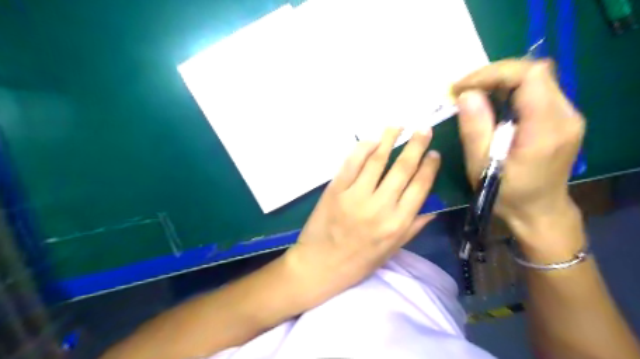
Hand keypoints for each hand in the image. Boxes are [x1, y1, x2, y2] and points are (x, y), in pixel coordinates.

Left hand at [285, 126, 439, 304]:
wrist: (320, 265)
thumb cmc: (358, 262)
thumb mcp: (391, 251)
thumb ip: (413, 228)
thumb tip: (433, 207)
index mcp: (397, 223)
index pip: (420, 187)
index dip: (429, 166)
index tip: (434, 152)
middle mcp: (380, 207)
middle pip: (402, 168)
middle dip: (416, 145)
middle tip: (424, 128)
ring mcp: (355, 196)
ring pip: (377, 160)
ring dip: (389, 139)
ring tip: (399, 125)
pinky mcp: (335, 190)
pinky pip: (351, 163)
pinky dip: (363, 148)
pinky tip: (372, 140)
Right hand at [455, 59, 582, 248]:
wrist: (538, 212)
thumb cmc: (506, 193)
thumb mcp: (481, 165)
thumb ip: (475, 128)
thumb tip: (466, 94)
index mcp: (545, 129)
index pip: (529, 76)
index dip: (492, 73)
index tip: (462, 87)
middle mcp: (565, 116)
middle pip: (535, 72)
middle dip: (494, 75)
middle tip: (463, 90)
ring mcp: (568, 116)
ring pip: (536, 79)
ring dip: (501, 82)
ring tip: (473, 95)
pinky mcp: (563, 119)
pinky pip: (537, 91)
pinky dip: (510, 91)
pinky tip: (491, 105)